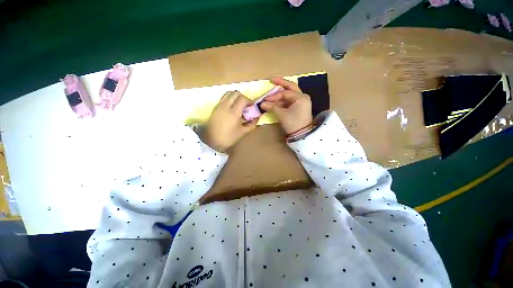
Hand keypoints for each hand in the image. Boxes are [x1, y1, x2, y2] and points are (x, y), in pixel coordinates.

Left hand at [203, 91, 257, 151]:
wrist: (211, 141)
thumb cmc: (228, 138)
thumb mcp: (242, 132)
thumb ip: (252, 124)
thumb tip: (257, 117)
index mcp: (234, 113)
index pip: (243, 99)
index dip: (249, 101)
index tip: (251, 106)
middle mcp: (226, 106)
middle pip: (235, 93)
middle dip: (243, 97)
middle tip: (246, 105)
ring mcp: (219, 105)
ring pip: (228, 93)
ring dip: (235, 96)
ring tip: (238, 105)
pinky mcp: (215, 107)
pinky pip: (223, 97)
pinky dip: (229, 98)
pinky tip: (231, 107)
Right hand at [260, 77, 312, 133]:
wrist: (302, 135)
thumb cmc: (293, 123)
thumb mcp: (282, 115)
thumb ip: (272, 107)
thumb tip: (262, 103)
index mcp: (300, 97)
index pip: (285, 93)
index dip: (274, 96)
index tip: (265, 100)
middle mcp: (302, 97)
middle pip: (290, 87)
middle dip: (281, 83)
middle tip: (271, 79)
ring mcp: (301, 101)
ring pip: (290, 94)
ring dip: (280, 95)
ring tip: (271, 95)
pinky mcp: (299, 106)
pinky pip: (290, 100)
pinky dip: (283, 100)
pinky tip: (276, 101)